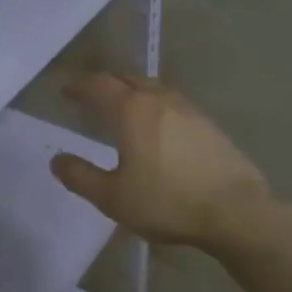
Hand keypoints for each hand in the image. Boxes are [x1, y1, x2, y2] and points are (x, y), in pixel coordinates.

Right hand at [50, 74, 274, 254]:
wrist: (235, 211)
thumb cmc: (167, 201)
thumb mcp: (113, 197)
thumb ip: (81, 177)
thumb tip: (57, 160)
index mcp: (131, 110)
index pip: (98, 86)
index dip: (79, 86)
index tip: (65, 90)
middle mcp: (159, 100)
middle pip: (127, 80)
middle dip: (105, 84)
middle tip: (90, 96)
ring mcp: (189, 109)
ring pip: (152, 89)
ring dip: (132, 92)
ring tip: (122, 107)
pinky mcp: (208, 125)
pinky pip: (172, 104)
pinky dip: (154, 106)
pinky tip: (157, 127)